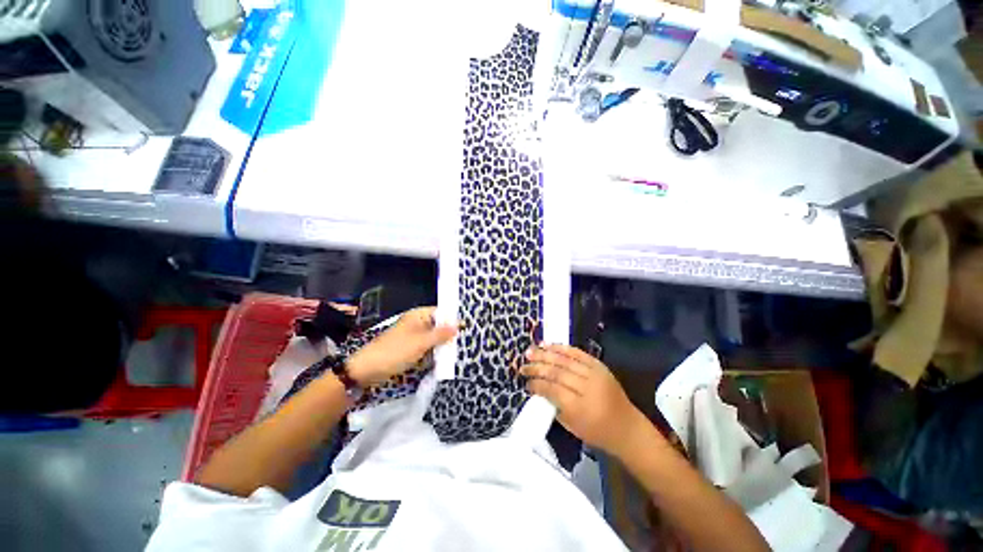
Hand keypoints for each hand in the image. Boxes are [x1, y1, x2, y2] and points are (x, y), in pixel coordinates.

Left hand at [345, 307, 457, 386]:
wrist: (367, 369)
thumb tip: (458, 325)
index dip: (453, 319)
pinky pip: (426, 347)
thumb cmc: (396, 351)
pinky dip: (433, 351)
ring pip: (432, 337)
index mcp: (418, 316)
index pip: (440, 312)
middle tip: (464, 342)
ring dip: (442, 344)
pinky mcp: (409, 348)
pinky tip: (443, 358)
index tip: (466, 328)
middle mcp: (416, 323)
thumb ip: (441, 334)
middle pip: (437, 325)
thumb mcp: (421, 342)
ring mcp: (412, 336)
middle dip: (449, 333)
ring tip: (457, 351)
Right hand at [521, 344, 648, 456]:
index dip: (537, 384)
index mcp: (580, 407)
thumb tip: (538, 387)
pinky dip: (562, 348)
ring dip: (546, 353)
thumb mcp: (572, 426)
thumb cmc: (597, 432)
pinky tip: (549, 345)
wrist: (627, 427)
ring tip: (531, 351)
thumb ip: (554, 405)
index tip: (526, 383)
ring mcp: (595, 374)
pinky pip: (578, 353)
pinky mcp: (599, 365)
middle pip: (557, 372)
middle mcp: (588, 387)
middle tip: (523, 365)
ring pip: (565, 359)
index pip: (553, 389)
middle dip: (537, 367)